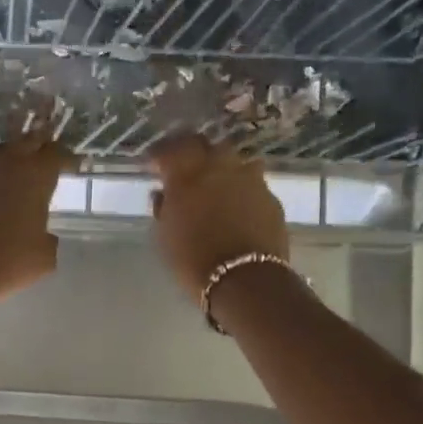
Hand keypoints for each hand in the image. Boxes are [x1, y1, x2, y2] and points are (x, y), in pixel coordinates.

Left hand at [0, 128, 71, 302]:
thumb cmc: (5, 261)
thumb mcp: (43, 258)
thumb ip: (48, 239)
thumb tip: (42, 235)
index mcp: (35, 177)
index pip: (56, 154)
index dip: (68, 157)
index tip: (75, 165)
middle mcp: (6, 166)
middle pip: (27, 142)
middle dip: (40, 145)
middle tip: (48, 155)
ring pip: (1, 155)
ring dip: (13, 159)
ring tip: (21, 171)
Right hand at [148, 134, 288, 299]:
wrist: (245, 279)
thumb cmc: (193, 260)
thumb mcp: (165, 237)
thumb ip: (163, 209)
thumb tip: (164, 193)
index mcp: (187, 173)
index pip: (170, 148)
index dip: (160, 154)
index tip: (153, 164)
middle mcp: (219, 166)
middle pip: (203, 144)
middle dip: (189, 151)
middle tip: (182, 166)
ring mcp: (249, 177)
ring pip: (231, 158)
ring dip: (219, 165)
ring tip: (213, 182)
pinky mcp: (269, 195)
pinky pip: (251, 181)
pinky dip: (240, 186)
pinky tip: (236, 202)